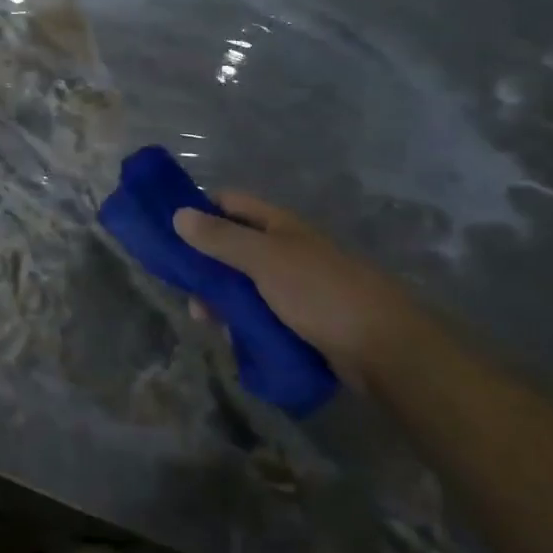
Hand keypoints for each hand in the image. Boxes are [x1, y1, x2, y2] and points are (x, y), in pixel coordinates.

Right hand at [173, 193, 440, 386]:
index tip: (168, 230)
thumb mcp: (264, 260)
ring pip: (242, 283)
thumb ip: (220, 238)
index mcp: (278, 225)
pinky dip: (241, 321)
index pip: (229, 203)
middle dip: (204, 264)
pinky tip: (230, 336)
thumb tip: (177, 214)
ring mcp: (293, 285)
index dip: (198, 210)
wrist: (383, 349)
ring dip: (221, 298)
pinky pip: (259, 312)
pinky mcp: (300, 319)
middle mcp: (284, 249)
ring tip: (207, 321)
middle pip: (231, 246)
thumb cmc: (320, 292)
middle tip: (183, 287)